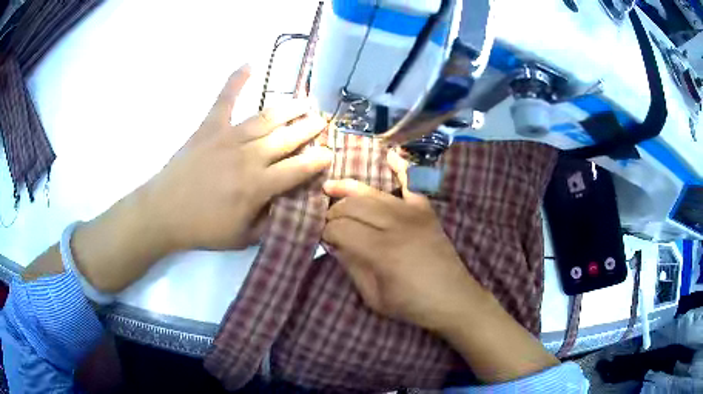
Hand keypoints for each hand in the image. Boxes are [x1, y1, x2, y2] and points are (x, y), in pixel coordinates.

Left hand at [143, 64, 331, 251]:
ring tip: (306, 101)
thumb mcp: (243, 238)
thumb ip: (271, 223)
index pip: (297, 168)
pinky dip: (236, 80)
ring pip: (266, 118)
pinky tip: (249, 64)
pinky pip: (225, 99)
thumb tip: (292, 206)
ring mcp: (228, 138)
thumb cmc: (203, 228)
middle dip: (309, 128)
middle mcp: (248, 157)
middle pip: (287, 138)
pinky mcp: (209, 127)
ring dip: (289, 108)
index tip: (329, 153)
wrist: (164, 213)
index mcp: (257, 186)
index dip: (317, 160)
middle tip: (323, 121)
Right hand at [323, 151, 558, 382]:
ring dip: (349, 189)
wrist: (453, 299)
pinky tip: (389, 154)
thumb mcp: (374, 297)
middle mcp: (396, 225)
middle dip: (333, 211)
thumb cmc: (412, 305)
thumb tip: (334, 244)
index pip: (340, 229)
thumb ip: (352, 267)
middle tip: (326, 219)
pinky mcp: (427, 211)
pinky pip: (412, 183)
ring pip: (373, 193)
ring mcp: (414, 214)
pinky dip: (401, 167)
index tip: (321, 237)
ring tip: (332, 188)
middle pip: (353, 206)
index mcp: (381, 251)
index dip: (325, 232)